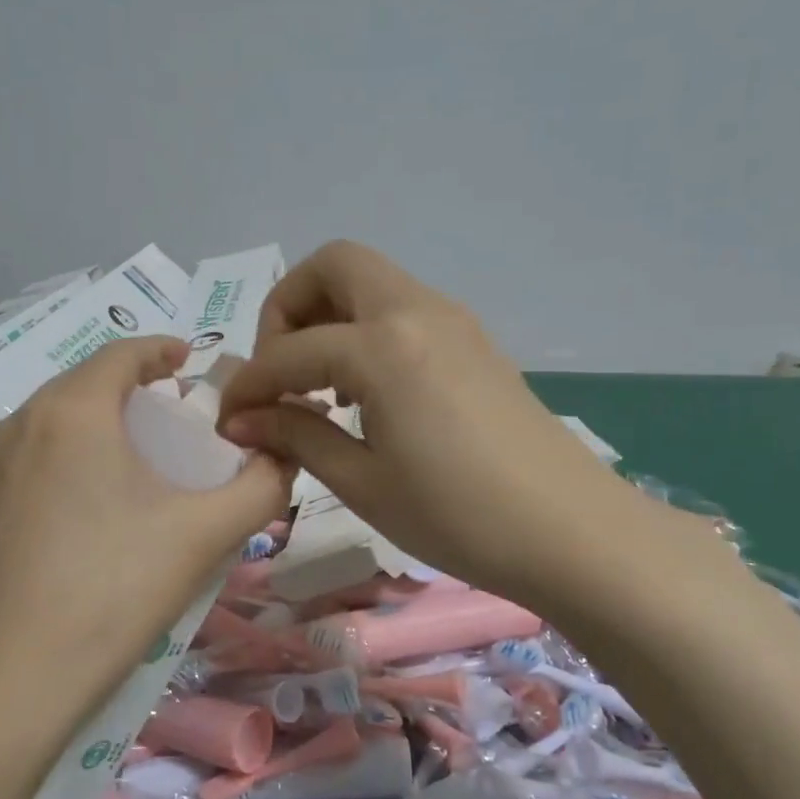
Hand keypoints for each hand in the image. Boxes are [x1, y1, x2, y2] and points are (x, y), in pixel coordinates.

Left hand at [0, 336, 290, 728]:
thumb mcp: (204, 533)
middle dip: (138, 385)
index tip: (195, 361)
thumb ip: (260, 486)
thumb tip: (287, 456)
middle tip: (183, 410)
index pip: (122, 353)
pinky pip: (44, 449)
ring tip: (150, 448)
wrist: (19, 675)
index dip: (163, 349)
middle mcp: (25, 422)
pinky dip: (81, 447)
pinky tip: (108, 491)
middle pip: (90, 381)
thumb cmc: (116, 588)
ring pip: (63, 415)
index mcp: (74, 410)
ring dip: (108, 416)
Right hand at [217, 242, 616, 609]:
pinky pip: (402, 310)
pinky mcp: (474, 342)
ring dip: (329, 318)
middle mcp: (416, 311)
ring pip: (371, 283)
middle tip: (280, 373)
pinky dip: (366, 332)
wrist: (571, 533)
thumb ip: (297, 437)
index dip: (248, 385)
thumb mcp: (363, 483)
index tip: (228, 421)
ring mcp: (452, 321)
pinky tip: (365, 394)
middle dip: (288, 309)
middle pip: (333, 266)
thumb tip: (243, 420)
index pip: (289, 351)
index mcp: (383, 346)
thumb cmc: (458, 517)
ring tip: (318, 388)